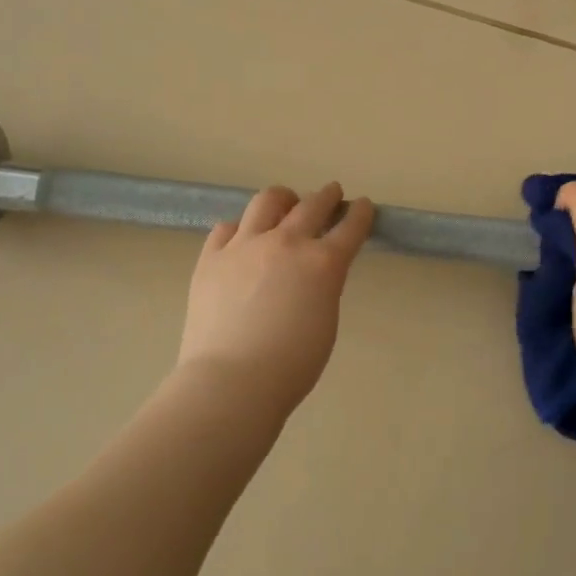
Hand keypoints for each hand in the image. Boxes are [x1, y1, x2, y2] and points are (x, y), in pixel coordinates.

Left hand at [174, 183, 375, 413]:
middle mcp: (285, 242)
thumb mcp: (325, 322)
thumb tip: (313, 273)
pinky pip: (227, 227)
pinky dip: (241, 228)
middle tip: (332, 194)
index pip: (350, 227)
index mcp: (322, 263)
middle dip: (327, 196)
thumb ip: (323, 287)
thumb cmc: (291, 366)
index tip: (364, 205)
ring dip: (284, 199)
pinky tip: (243, 236)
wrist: (231, 381)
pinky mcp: (211, 257)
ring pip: (267, 201)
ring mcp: (244, 245)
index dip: (361, 214)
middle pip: (312, 205)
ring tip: (286, 202)